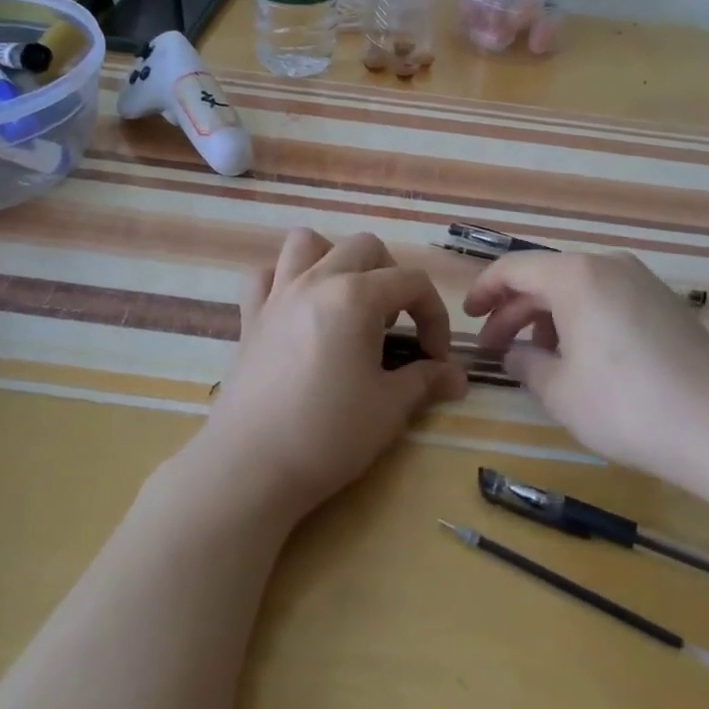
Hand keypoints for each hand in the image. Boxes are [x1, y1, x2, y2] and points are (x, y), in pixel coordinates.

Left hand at [197, 228, 469, 521]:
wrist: (251, 466)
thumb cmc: (328, 433)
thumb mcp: (390, 408)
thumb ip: (426, 380)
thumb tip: (459, 376)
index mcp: (356, 296)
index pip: (412, 283)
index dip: (435, 316)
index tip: (437, 358)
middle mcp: (317, 280)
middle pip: (365, 247)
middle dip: (391, 277)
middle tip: (395, 325)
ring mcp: (278, 294)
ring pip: (307, 243)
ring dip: (334, 259)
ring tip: (346, 300)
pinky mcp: (250, 316)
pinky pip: (264, 275)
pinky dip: (283, 280)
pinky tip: (297, 310)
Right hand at [463, 251, 708, 524]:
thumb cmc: (626, 406)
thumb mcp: (560, 391)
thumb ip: (526, 364)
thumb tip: (514, 352)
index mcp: (576, 275)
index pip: (515, 267)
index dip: (485, 289)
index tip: (468, 315)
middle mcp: (608, 265)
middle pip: (547, 276)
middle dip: (515, 308)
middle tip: (494, 345)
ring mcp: (642, 281)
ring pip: (579, 287)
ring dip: (549, 315)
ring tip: (537, 355)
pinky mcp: (665, 303)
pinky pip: (608, 297)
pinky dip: (582, 317)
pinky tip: (581, 355)